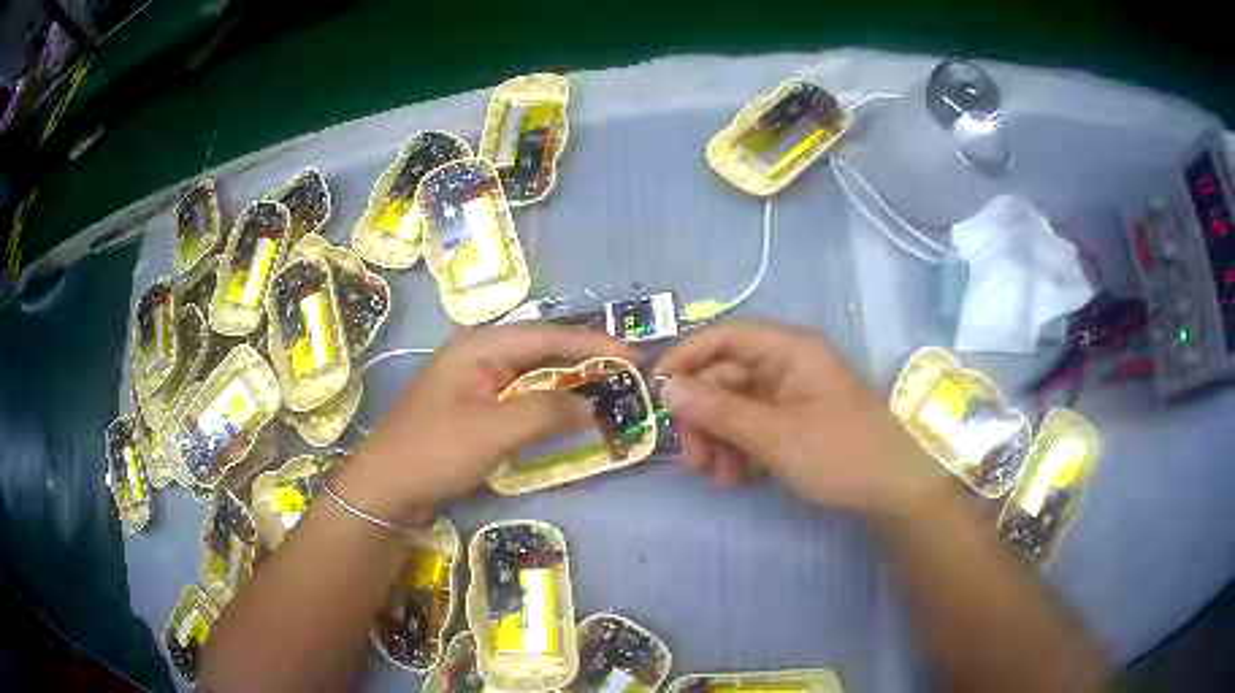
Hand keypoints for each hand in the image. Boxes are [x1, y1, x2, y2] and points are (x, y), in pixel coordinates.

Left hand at [333, 325, 639, 524]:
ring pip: (533, 374)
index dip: (594, 346)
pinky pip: (521, 397)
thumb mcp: (493, 431)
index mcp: (479, 346)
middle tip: (628, 373)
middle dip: (585, 361)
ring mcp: (475, 382)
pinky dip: (548, 405)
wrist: (386, 487)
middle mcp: (478, 355)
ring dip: (569, 384)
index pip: (548, 336)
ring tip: (609, 390)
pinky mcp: (475, 407)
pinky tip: (568, 415)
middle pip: (542, 350)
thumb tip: (591, 406)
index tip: (635, 356)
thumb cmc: (434, 451)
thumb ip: (546, 413)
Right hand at [656, 319, 935, 515]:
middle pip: (727, 377)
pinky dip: (740, 449)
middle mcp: (789, 364)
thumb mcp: (775, 436)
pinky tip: (736, 477)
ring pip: (737, 406)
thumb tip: (667, 388)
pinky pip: (755, 425)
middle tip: (691, 458)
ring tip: (717, 477)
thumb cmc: (841, 453)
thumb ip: (720, 411)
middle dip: (704, 416)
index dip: (687, 356)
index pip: (725, 336)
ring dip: (719, 439)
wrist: (895, 490)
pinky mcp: (797, 420)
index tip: (655, 388)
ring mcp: (793, 394)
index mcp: (790, 349)